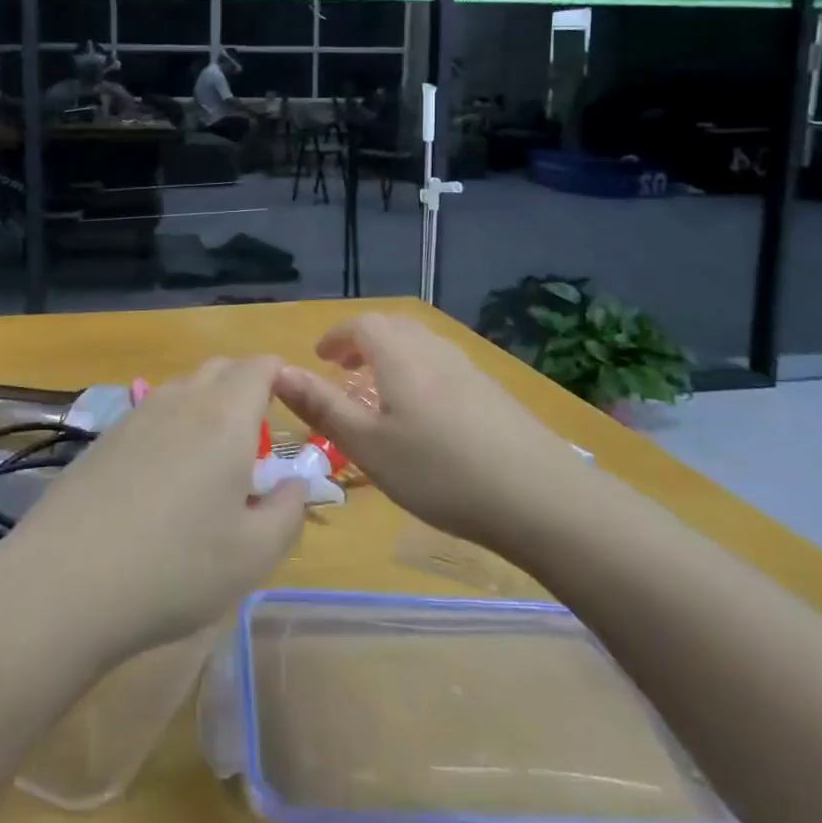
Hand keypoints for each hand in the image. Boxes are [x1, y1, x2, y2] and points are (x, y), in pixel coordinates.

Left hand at [0, 357, 305, 665]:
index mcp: (225, 416)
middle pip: (220, 369)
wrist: (66, 580)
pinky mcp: (104, 437)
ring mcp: (136, 415)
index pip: (259, 367)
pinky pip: (151, 414)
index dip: (281, 376)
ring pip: (183, 389)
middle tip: (255, 441)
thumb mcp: (254, 555)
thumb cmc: (176, 567)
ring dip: (206, 407)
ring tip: (210, 464)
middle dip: (245, 388)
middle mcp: (181, 400)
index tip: (292, 406)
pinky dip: (171, 428)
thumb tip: (294, 483)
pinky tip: (161, 480)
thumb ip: (288, 511)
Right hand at [273, 313, 580, 552]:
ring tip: (380, 389)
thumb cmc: (441, 472)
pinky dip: (420, 372)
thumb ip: (323, 407)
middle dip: (363, 341)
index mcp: (400, 357)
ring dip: (393, 355)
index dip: (337, 336)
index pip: (362, 325)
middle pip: (394, 327)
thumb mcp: (369, 446)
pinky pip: (444, 365)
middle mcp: (434, 352)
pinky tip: (426, 414)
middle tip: (344, 369)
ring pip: (422, 345)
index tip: (320, 358)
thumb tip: (279, 372)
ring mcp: (469, 371)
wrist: (542, 497)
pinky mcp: (494, 394)